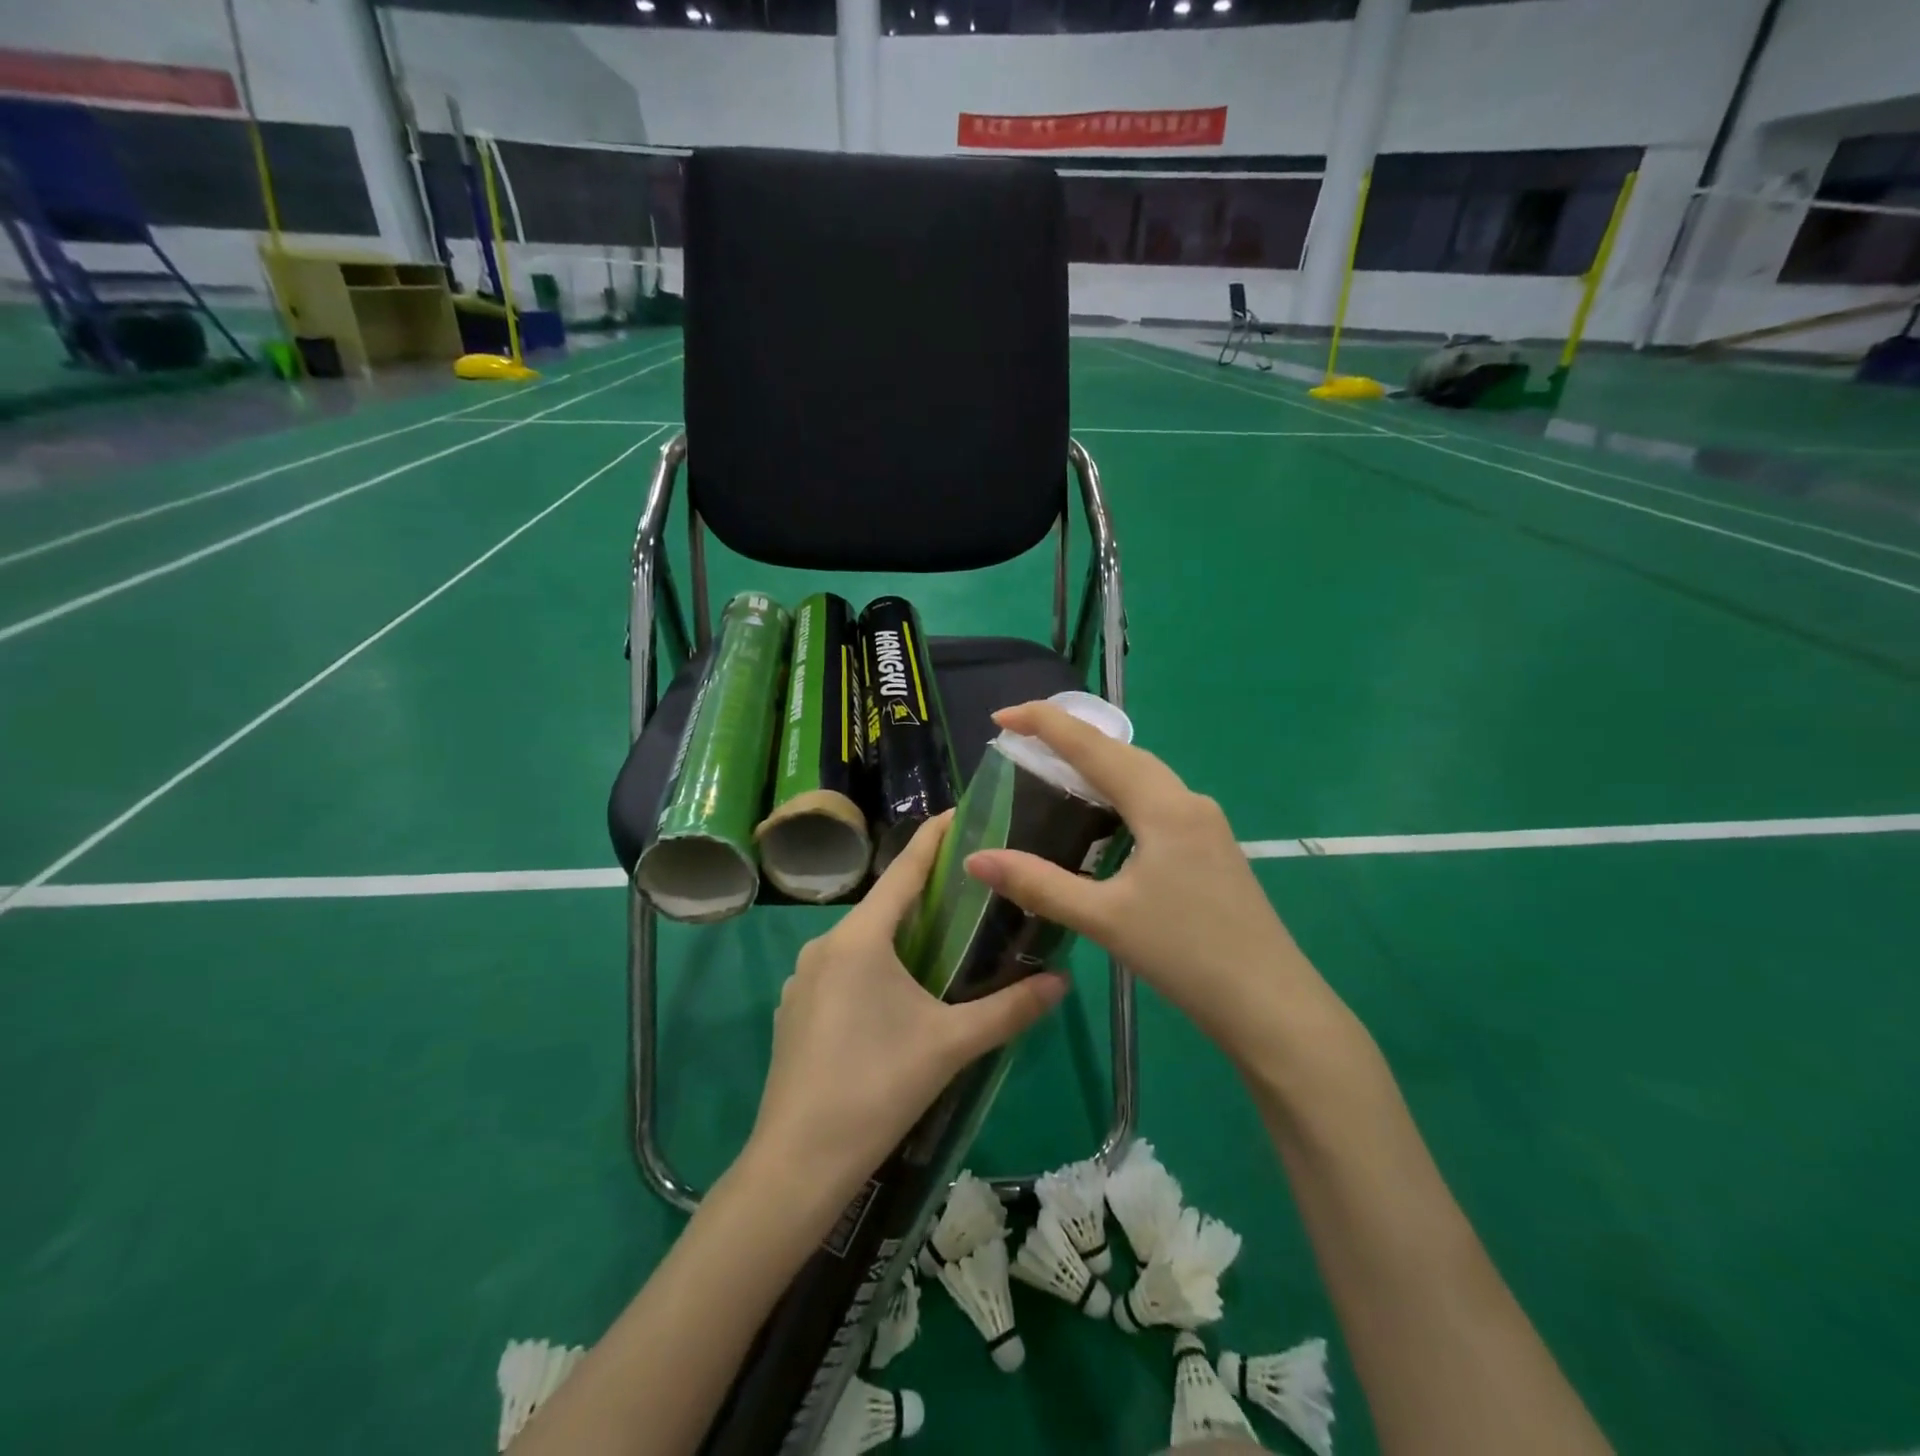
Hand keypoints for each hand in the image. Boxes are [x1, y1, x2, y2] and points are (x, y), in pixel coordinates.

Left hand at [748, 812, 1068, 1201]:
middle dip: (927, 893)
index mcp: (861, 938)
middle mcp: (826, 945)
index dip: (934, 838)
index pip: (905, 869)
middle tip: (973, 889)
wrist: (797, 1162)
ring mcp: (803, 978)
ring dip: (901, 934)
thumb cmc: (877, 1087)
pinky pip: (843, 969)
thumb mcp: (951, 1045)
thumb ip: (1009, 1009)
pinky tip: (899, 997)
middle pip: (886, 905)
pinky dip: (875, 966)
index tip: (960, 812)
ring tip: (944, 943)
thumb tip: (1063, 981)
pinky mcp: (795, 1009)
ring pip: (863, 940)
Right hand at [964, 701, 1333, 1063]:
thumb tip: (976, 858)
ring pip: (1142, 776)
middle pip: (1121, 752)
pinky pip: (1157, 801)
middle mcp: (1188, 801)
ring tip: (1053, 771)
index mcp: (1163, 806)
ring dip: (1097, 765)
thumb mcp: (1104, 919)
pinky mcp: (1211, 847)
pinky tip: (1103, 820)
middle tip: (1021, 740)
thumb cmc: (1187, 955)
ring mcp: (1206, 824)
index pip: (1094, 746)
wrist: (1272, 1005)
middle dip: (1070, 737)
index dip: (1045, 723)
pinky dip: (1119, 794)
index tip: (1001, 716)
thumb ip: (1038, 884)